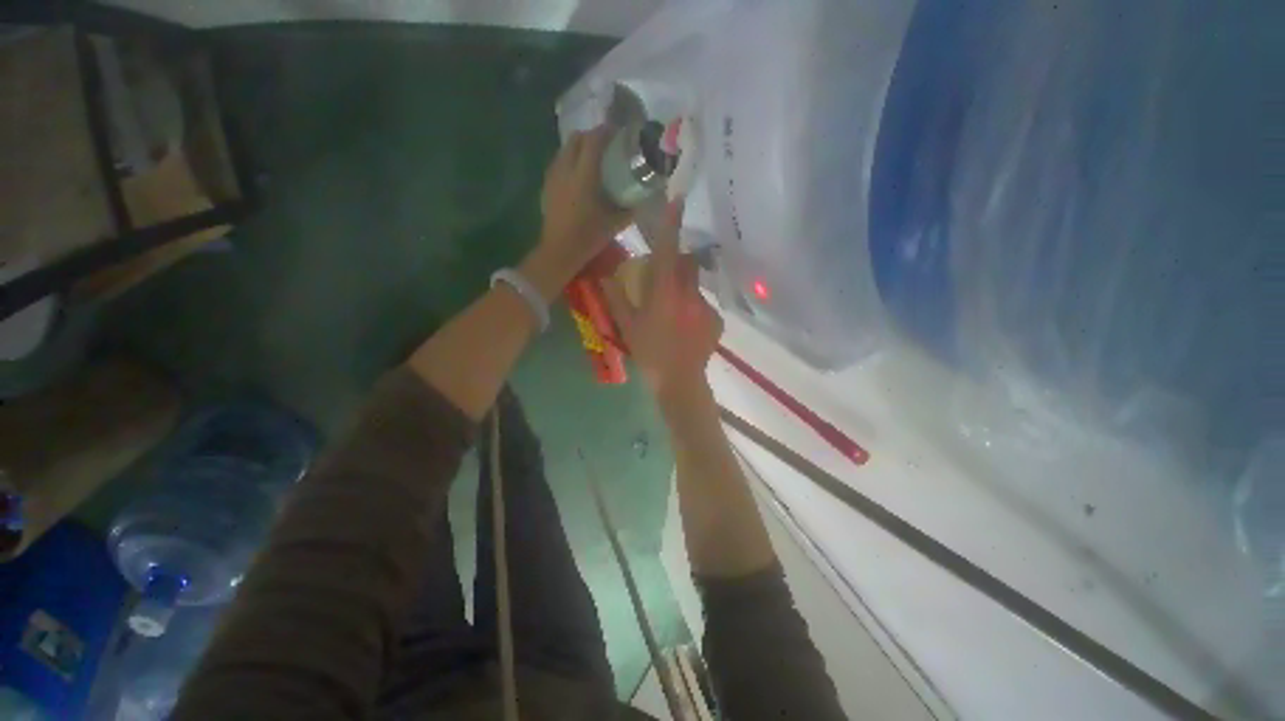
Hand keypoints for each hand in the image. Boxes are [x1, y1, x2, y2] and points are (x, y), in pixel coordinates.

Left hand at [523, 126, 631, 298]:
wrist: (559, 251)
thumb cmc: (588, 237)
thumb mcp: (614, 224)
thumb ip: (629, 209)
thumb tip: (642, 199)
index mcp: (584, 176)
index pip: (594, 141)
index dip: (606, 132)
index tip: (618, 132)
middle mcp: (566, 169)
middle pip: (576, 138)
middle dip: (591, 136)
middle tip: (606, 146)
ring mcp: (553, 176)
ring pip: (565, 149)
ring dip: (579, 148)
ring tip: (592, 160)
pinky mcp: (547, 185)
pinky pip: (559, 163)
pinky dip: (570, 161)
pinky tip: (579, 177)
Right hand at [602, 206, 722, 401]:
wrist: (679, 382)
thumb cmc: (649, 353)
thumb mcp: (628, 326)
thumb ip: (616, 298)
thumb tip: (605, 276)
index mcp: (665, 293)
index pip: (669, 251)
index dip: (672, 224)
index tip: (677, 198)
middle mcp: (689, 294)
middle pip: (688, 264)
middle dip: (677, 264)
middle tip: (664, 283)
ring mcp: (706, 307)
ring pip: (695, 286)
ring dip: (684, 292)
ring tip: (674, 316)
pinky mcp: (717, 320)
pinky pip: (704, 305)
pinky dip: (694, 310)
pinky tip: (687, 329)